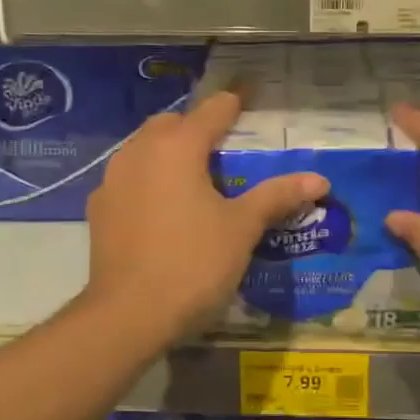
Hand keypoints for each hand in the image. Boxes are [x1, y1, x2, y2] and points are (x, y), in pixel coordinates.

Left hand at [85, 91, 327, 341]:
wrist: (129, 315)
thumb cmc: (194, 264)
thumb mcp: (242, 229)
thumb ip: (277, 196)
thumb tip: (319, 179)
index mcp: (178, 147)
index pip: (212, 111)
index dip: (233, 106)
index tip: (247, 105)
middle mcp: (139, 151)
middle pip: (171, 124)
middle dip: (196, 129)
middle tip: (223, 152)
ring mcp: (112, 180)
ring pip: (143, 149)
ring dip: (168, 153)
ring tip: (193, 180)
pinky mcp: (99, 209)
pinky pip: (128, 179)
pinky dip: (147, 181)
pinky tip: (161, 210)